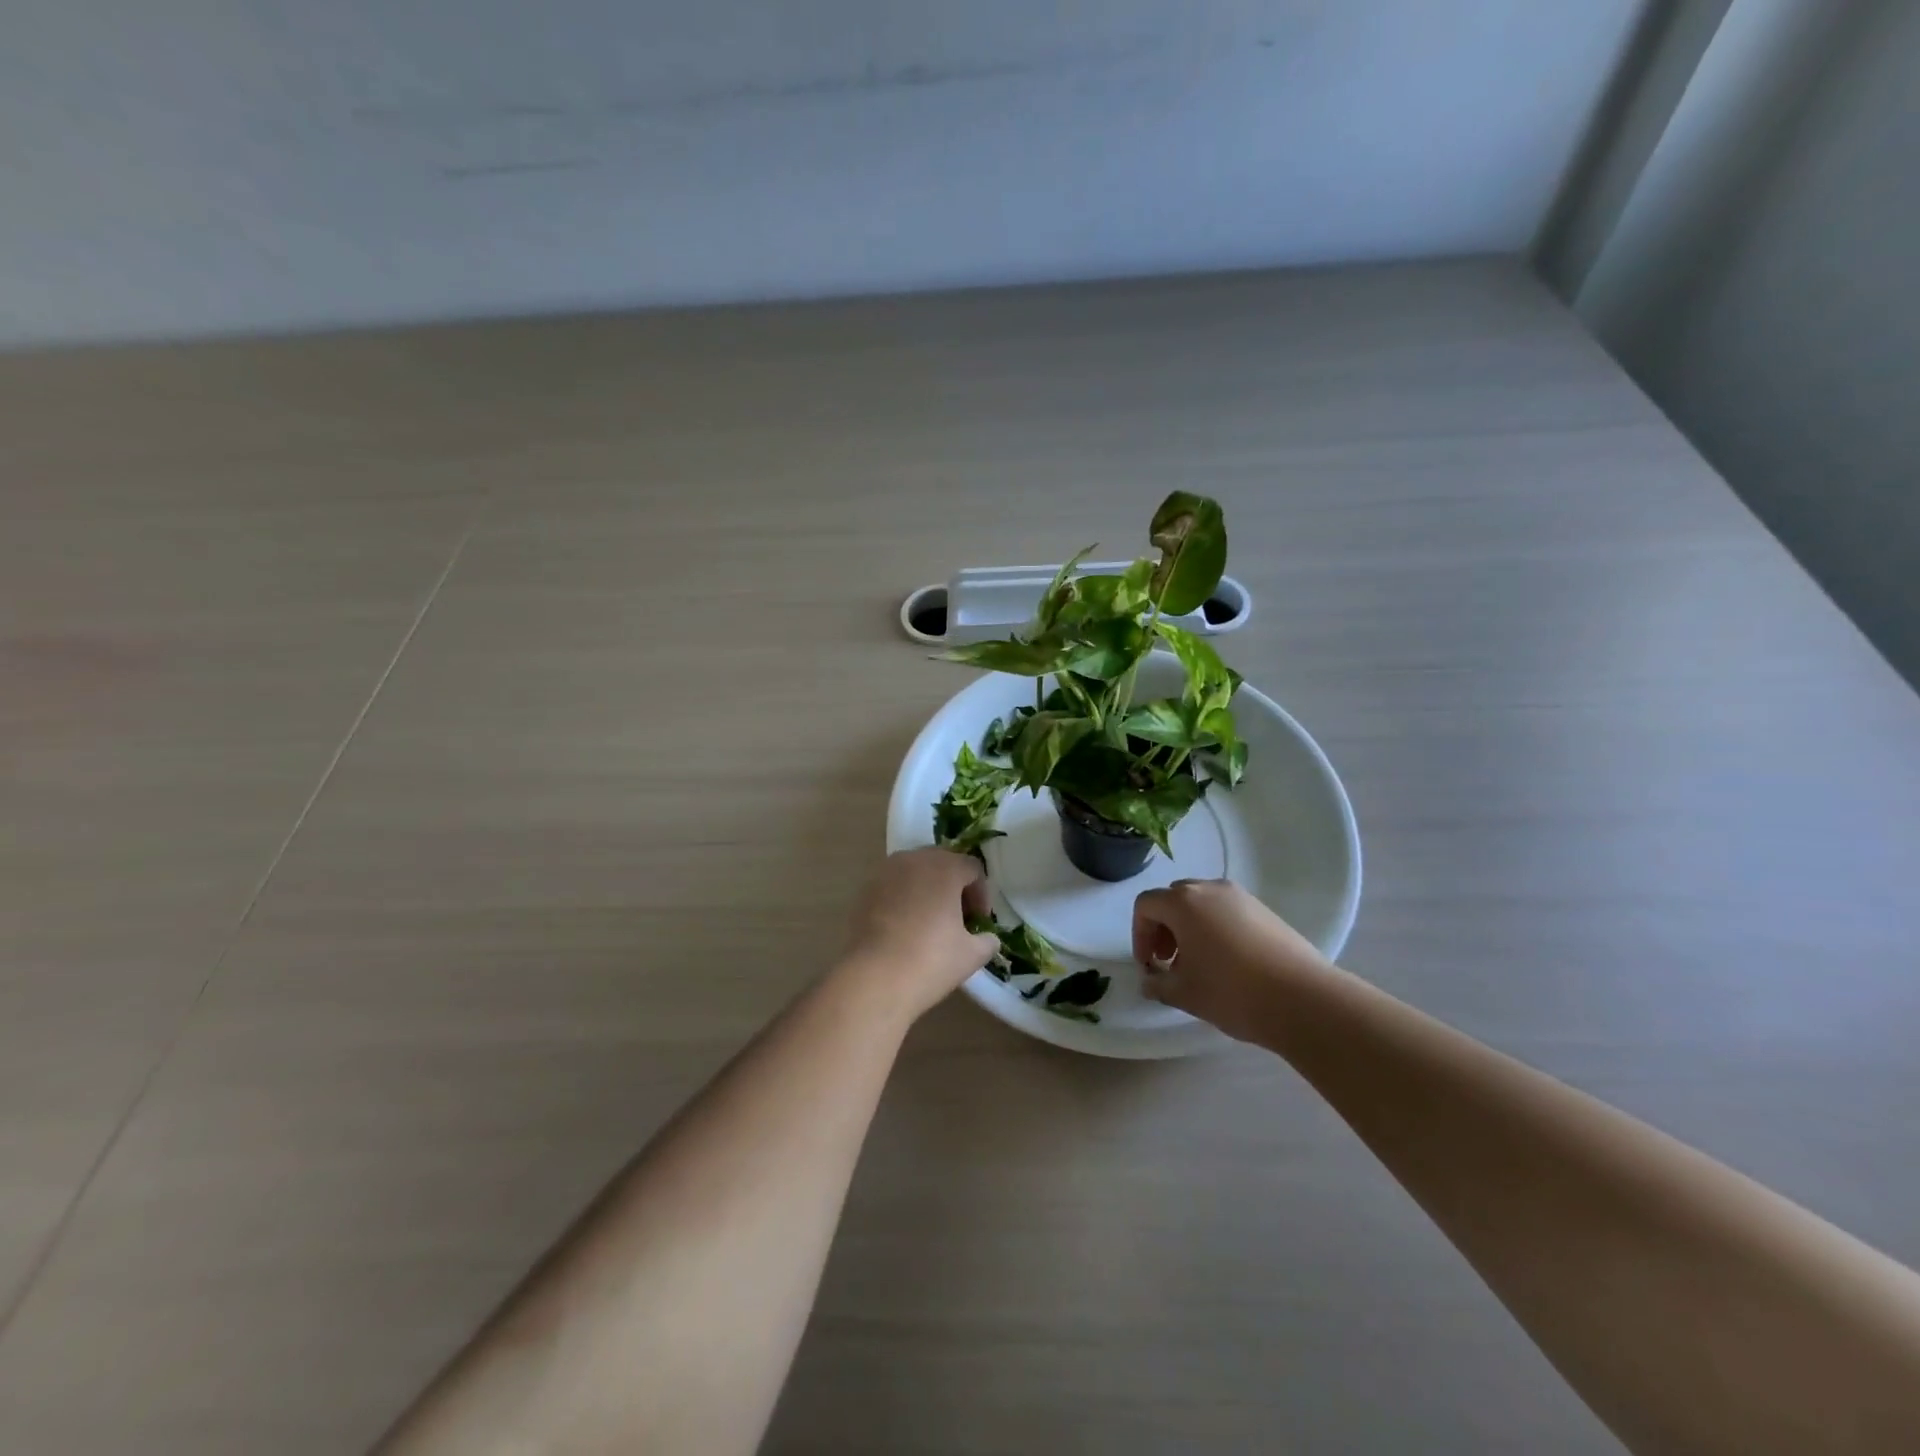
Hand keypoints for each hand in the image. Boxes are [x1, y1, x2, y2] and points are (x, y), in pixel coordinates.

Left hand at [836, 849, 1000, 1022]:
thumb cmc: (930, 960)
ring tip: (931, 922)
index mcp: (944, 867)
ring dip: (928, 890)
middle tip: (959, 918)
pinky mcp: (865, 890)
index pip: (972, 868)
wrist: (874, 978)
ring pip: (915, 873)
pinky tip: (906, 928)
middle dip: (954, 887)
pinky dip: (905, 899)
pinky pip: (893, 886)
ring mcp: (885, 873)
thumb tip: (987, 939)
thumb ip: (987, 940)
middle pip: (942, 863)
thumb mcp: (972, 955)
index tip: (979, 922)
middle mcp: (914, 860)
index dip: (981, 894)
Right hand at [1133, 879, 1329, 1042]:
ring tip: (1199, 964)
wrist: (1304, 999)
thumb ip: (1158, 984)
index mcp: (1184, 902)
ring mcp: (1241, 897)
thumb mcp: (1185, 994)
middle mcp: (1210, 889)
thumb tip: (1150, 981)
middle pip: (1173, 898)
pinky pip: (1227, 911)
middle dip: (1164, 927)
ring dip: (1189, 927)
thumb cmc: (1232, 992)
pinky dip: (1216, 928)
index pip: (1146, 905)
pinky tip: (1228, 963)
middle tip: (1169, 961)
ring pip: (1202, 903)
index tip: (1150, 964)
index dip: (1139, 934)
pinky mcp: (1265, 910)